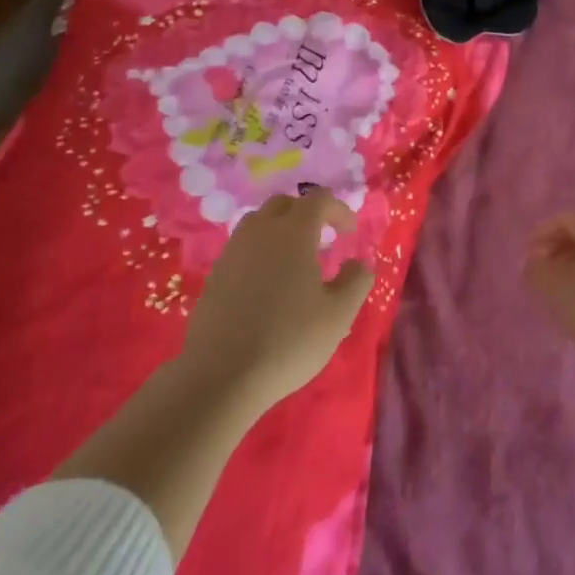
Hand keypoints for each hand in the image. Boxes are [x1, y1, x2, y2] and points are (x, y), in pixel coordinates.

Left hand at [180, 191, 372, 413]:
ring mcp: (233, 251)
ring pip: (258, 222)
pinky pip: (242, 247)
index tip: (349, 233)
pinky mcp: (215, 274)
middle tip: (323, 239)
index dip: (338, 210)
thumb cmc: (288, 340)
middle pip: (284, 204)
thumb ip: (356, 282)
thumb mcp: (338, 315)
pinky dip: (260, 251)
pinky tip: (268, 283)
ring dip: (280, 229)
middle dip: (307, 213)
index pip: (318, 199)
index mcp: (294, 233)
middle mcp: (261, 232)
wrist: (220, 375)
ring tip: (295, 259)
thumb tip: (359, 263)